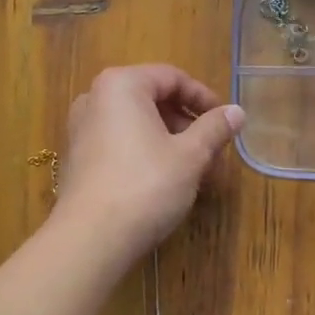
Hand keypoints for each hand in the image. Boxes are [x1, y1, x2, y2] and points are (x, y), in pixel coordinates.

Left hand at [52, 64, 244, 259]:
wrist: (92, 237)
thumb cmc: (146, 185)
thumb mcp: (190, 156)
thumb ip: (214, 129)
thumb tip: (236, 111)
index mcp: (121, 85)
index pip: (171, 77)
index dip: (203, 98)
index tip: (225, 122)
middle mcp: (95, 98)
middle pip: (152, 100)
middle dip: (187, 124)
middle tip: (213, 151)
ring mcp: (81, 130)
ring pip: (137, 125)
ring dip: (170, 142)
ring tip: (196, 171)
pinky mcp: (78, 159)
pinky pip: (119, 144)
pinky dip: (146, 154)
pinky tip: (166, 183)